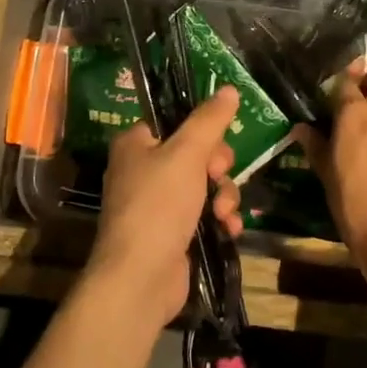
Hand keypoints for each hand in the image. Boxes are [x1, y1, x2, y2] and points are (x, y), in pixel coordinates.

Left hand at [84, 86, 244, 329]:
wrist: (140, 279)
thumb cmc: (158, 205)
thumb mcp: (187, 153)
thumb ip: (210, 120)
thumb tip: (230, 88)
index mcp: (136, 144)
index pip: (176, 122)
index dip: (202, 132)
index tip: (216, 144)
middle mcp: (143, 170)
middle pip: (196, 153)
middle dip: (218, 168)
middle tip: (218, 177)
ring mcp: (157, 205)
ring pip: (205, 185)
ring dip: (223, 196)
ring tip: (223, 214)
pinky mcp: (172, 233)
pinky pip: (204, 214)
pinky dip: (219, 220)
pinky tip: (228, 230)